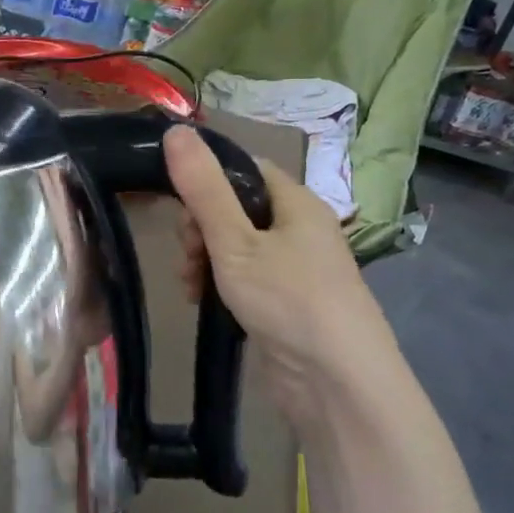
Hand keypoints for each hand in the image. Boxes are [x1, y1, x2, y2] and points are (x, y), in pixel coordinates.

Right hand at [162, 125, 399, 426]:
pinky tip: (202, 301)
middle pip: (236, 208)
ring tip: (190, 284)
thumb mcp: (234, 241)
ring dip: (205, 258)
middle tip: (188, 254)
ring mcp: (295, 268)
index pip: (244, 168)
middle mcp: (300, 229)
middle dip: (201, 227)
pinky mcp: (286, 302)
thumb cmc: (288, 299)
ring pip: (236, 246)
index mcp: (296, 202)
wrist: (337, 383)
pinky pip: (245, 278)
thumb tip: (176, 129)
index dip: (206, 179)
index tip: (178, 205)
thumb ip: (202, 189)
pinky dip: (220, 284)